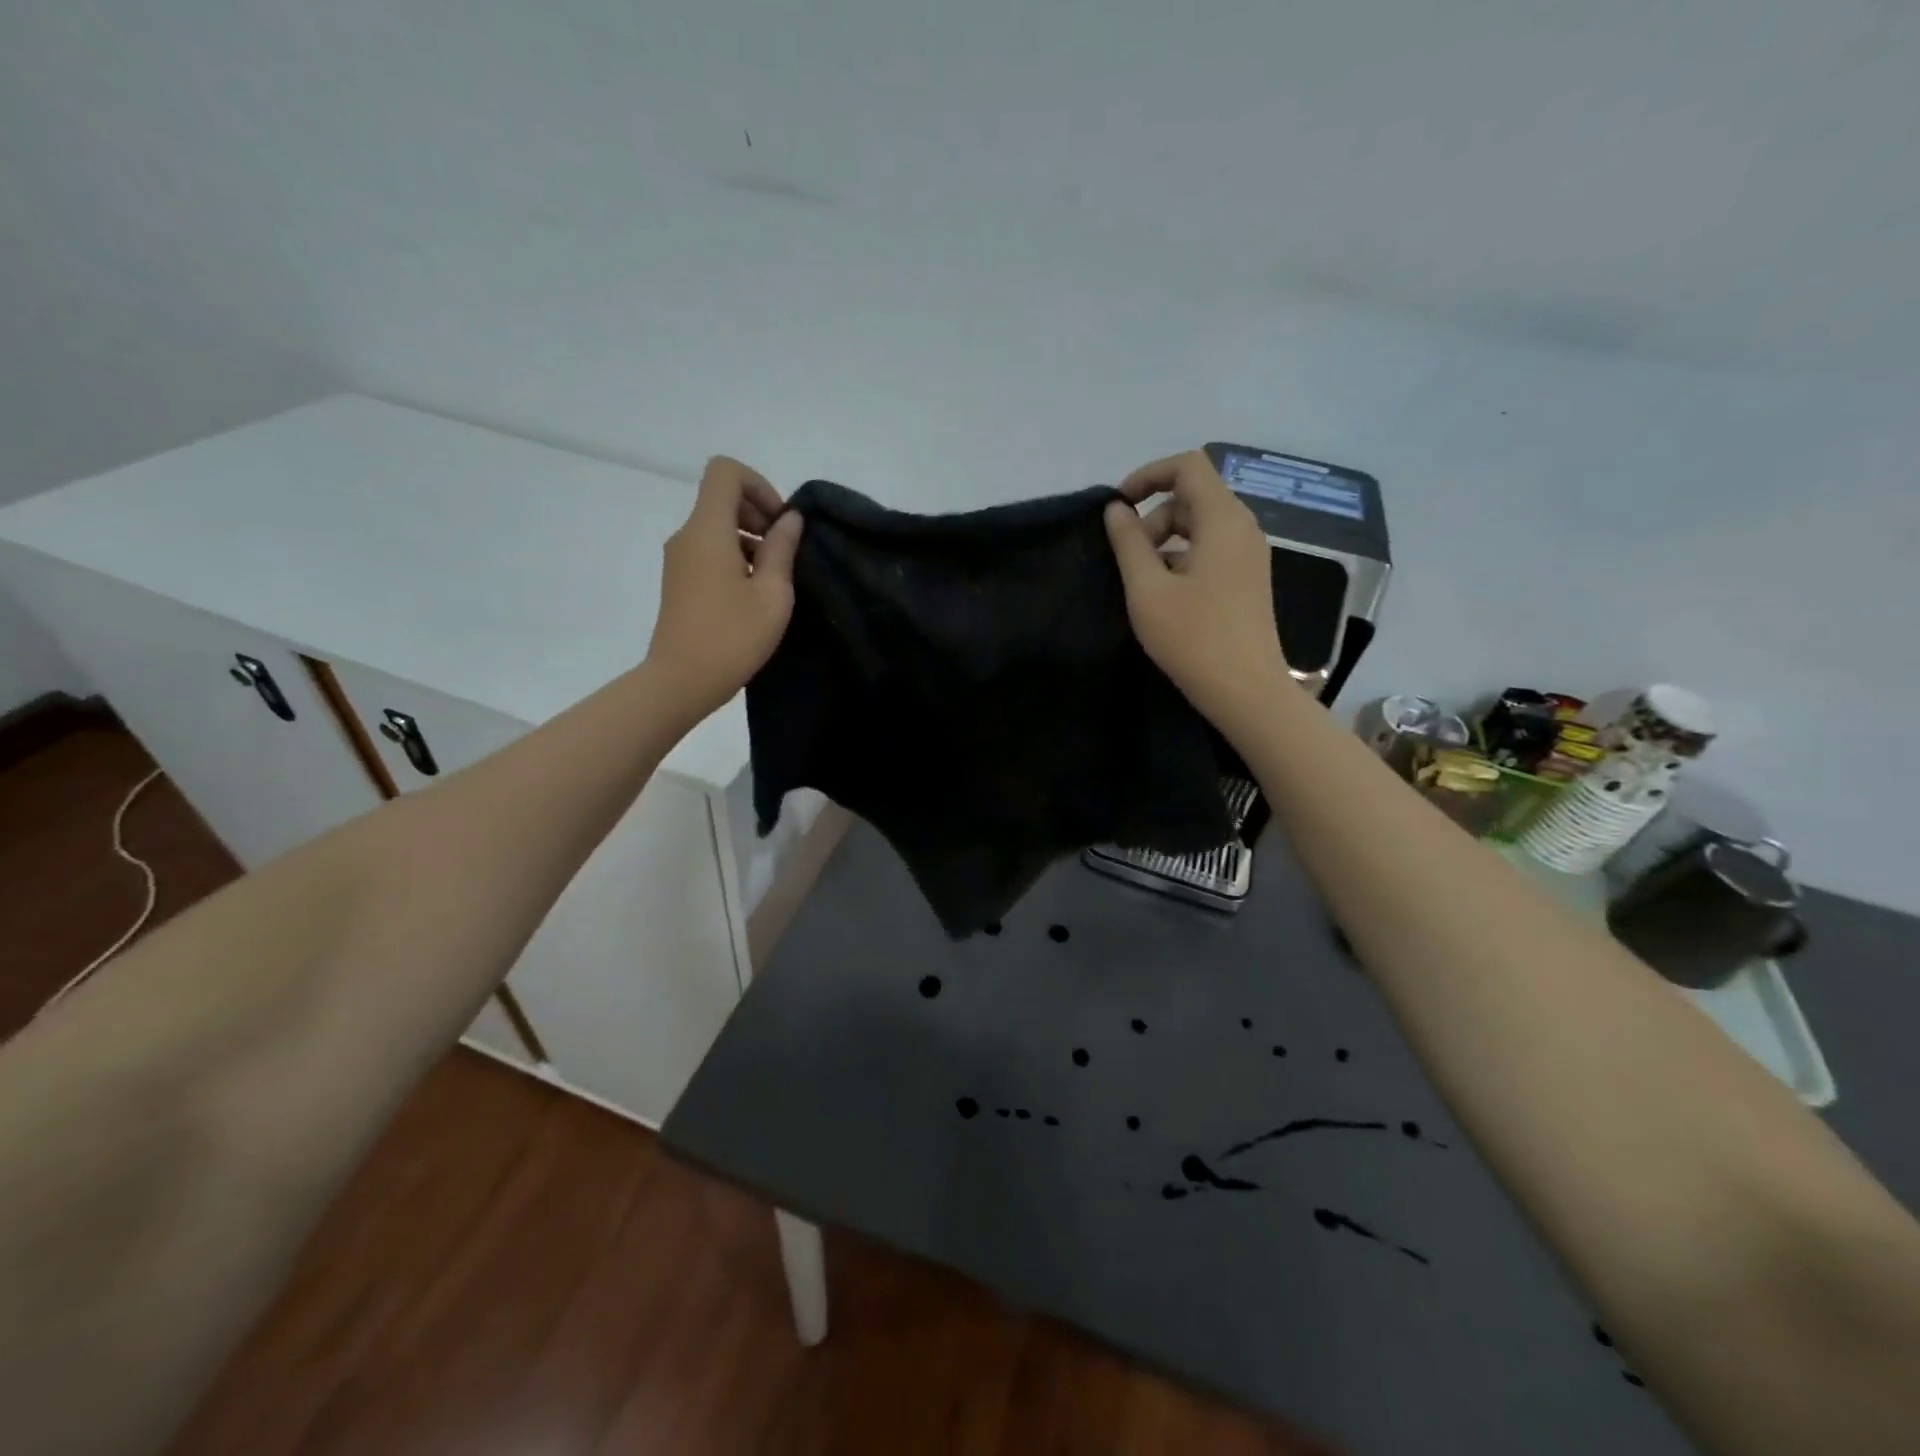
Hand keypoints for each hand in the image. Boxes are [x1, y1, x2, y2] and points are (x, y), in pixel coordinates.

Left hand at [647, 456, 803, 717]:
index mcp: (708, 530)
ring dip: (749, 539)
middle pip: (721, 497)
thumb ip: (782, 550)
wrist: (681, 681)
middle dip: (757, 513)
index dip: (759, 486)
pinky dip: (734, 557)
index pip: (725, 472)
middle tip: (783, 552)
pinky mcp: (679, 580)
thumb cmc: (732, 637)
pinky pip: (708, 550)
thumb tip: (789, 520)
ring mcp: (679, 559)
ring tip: (772, 579)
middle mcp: (687, 535)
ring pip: (716, 526)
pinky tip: (752, 593)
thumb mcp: (772, 594)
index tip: (779, 524)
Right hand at [1103, 451, 1290, 730]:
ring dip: (1165, 541)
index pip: (1187, 466)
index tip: (1118, 507)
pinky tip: (1166, 595)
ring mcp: (1250, 554)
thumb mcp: (1147, 590)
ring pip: (1201, 525)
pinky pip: (1212, 549)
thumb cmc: (1193, 638)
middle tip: (1128, 560)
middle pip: (1192, 497)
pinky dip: (1183, 557)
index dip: (1148, 475)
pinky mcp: (1249, 579)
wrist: (1247, 691)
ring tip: (1144, 583)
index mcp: (1222, 520)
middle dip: (1153, 518)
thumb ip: (1129, 543)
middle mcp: (1243, 528)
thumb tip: (1116, 510)